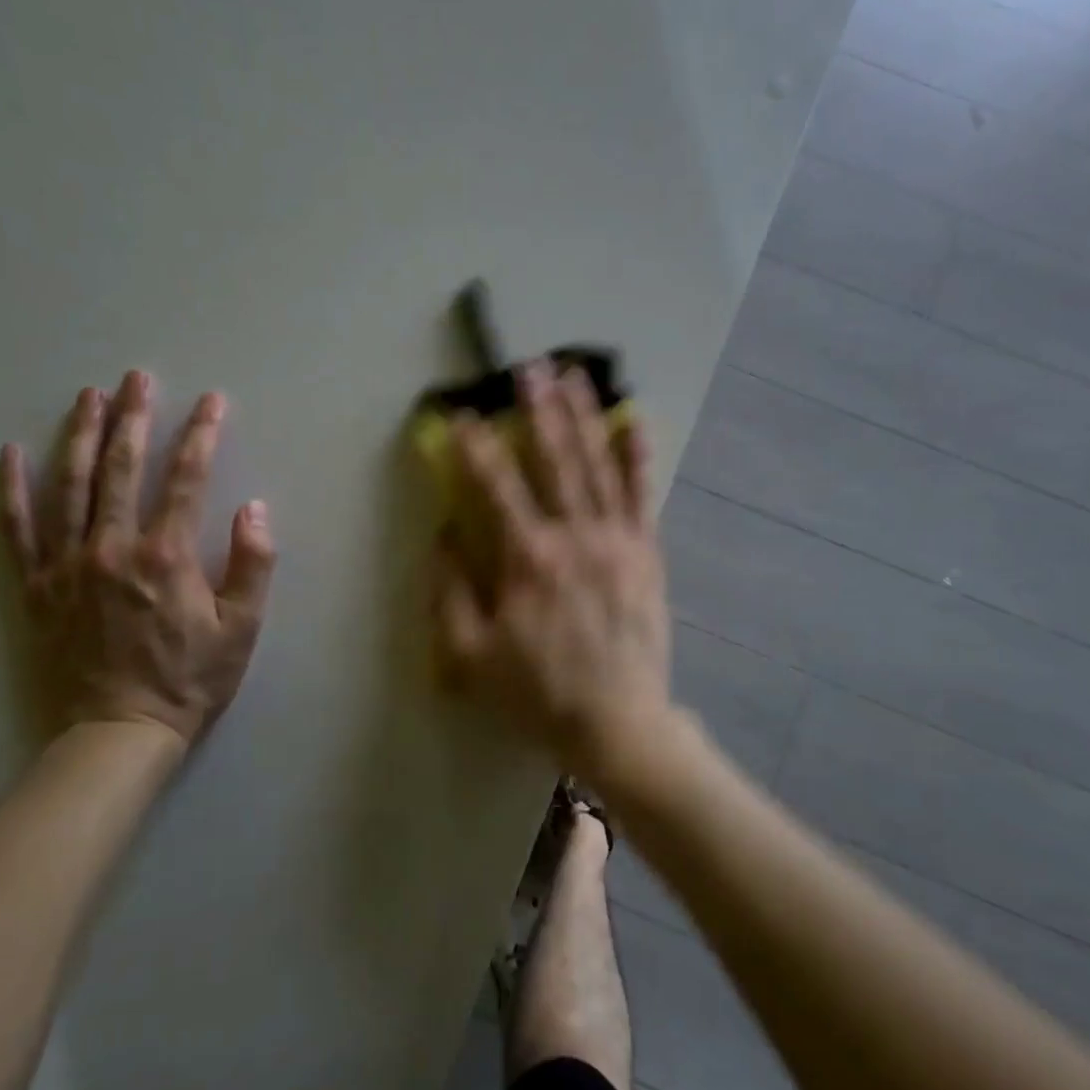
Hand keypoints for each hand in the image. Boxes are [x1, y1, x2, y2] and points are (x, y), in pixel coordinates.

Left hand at [0, 370, 275, 758]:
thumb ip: (253, 564)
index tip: (212, 402)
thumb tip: (254, 508)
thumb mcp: (242, 627)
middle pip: (121, 468)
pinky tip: (11, 455)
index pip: (186, 478)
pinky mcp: (38, 587)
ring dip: (80, 435)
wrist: (119, 732)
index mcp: (165, 555)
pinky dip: (14, 490)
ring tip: (88, 396)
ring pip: (70, 486)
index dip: (201, 435)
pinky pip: (19, 530)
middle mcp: (112, 548)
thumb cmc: (190, 679)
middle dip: (133, 417)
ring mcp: (68, 565)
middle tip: (138, 378)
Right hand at [433, 364, 672, 780]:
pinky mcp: (646, 552)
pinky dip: (637, 455)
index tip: (460, 412)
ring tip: (574, 374)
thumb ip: (449, 591)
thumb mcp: (470, 656)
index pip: (494, 486)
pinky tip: (633, 420)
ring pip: (597, 465)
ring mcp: (616, 540)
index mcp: (527, 559)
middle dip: (537, 409)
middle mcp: (574, 536)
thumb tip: (443, 535)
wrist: (618, 722)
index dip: (474, 446)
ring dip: (583, 416)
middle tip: (527, 366)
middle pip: (553, 459)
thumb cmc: (537, 692)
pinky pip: (641, 494)